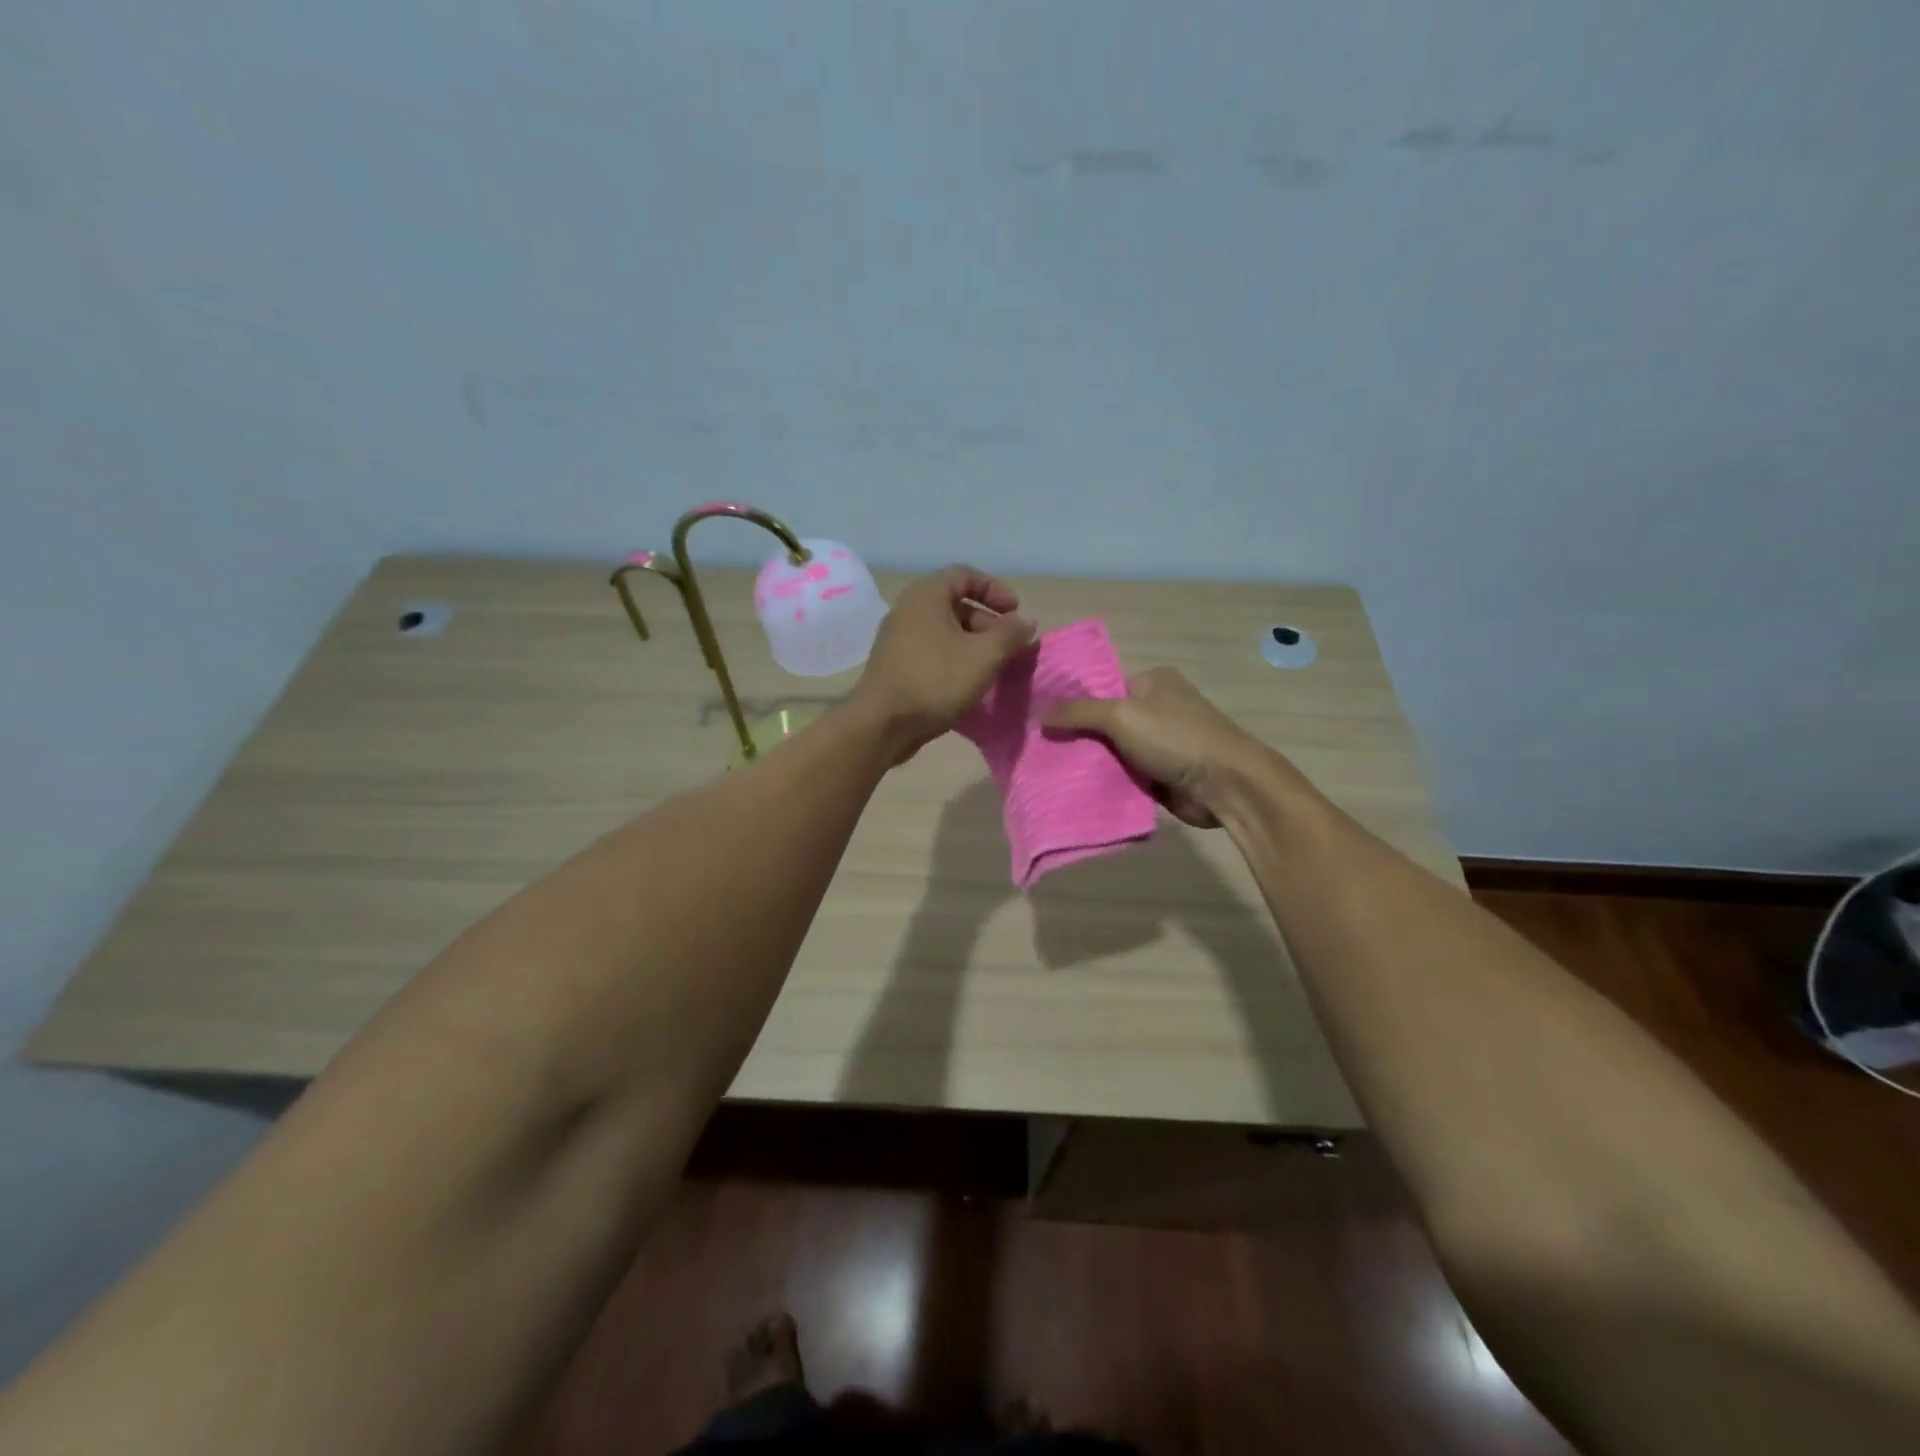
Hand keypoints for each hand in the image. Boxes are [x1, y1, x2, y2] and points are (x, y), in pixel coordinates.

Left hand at [853, 565, 1036, 758]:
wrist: (882, 724)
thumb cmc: (935, 680)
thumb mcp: (984, 656)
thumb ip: (1010, 635)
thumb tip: (1025, 624)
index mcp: (927, 596)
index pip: (965, 575)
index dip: (995, 589)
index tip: (1016, 613)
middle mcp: (909, 611)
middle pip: (956, 605)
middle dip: (989, 623)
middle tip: (1010, 647)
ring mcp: (899, 640)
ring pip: (945, 632)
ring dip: (974, 646)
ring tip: (995, 669)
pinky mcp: (896, 666)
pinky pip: (933, 653)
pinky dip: (955, 661)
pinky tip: (970, 685)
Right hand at [1044, 667, 1280, 827]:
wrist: (1225, 784)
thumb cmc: (1175, 737)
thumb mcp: (1121, 715)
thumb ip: (1079, 712)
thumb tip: (1040, 714)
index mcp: (1153, 682)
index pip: (1103, 687)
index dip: (1074, 702)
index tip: (1042, 719)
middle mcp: (1158, 708)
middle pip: (1106, 721)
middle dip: (1078, 735)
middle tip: (1040, 748)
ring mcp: (1162, 743)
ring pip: (1113, 751)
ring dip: (1090, 762)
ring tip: (1048, 770)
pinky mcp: (1163, 774)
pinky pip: (1125, 775)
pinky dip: (1107, 782)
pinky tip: (1075, 789)